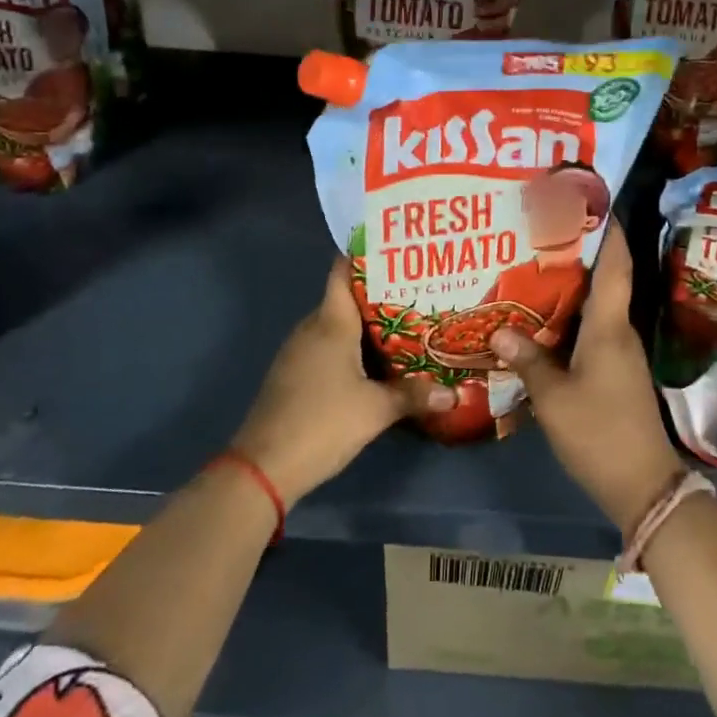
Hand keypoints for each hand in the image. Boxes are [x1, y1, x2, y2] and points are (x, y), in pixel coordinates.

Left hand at [229, 257, 422, 506]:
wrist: (264, 467)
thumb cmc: (322, 423)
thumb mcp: (376, 410)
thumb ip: (414, 396)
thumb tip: (452, 392)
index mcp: (330, 323)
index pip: (343, 272)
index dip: (366, 256)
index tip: (397, 249)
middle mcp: (312, 329)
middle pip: (346, 299)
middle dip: (381, 295)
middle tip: (419, 293)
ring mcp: (299, 353)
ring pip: (338, 326)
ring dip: (368, 326)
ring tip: (408, 325)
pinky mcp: (295, 375)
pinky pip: (328, 348)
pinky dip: (353, 349)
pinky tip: (378, 363)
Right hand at [490, 221, 682, 534]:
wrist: (643, 485)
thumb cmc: (599, 433)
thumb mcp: (554, 398)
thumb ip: (529, 361)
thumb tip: (501, 331)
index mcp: (610, 326)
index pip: (616, 265)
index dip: (608, 230)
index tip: (589, 200)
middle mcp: (619, 330)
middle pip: (604, 279)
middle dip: (579, 251)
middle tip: (540, 230)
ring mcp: (619, 352)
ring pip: (596, 305)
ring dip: (571, 285)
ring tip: (532, 267)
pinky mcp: (614, 371)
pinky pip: (591, 330)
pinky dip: (569, 316)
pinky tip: (541, 319)